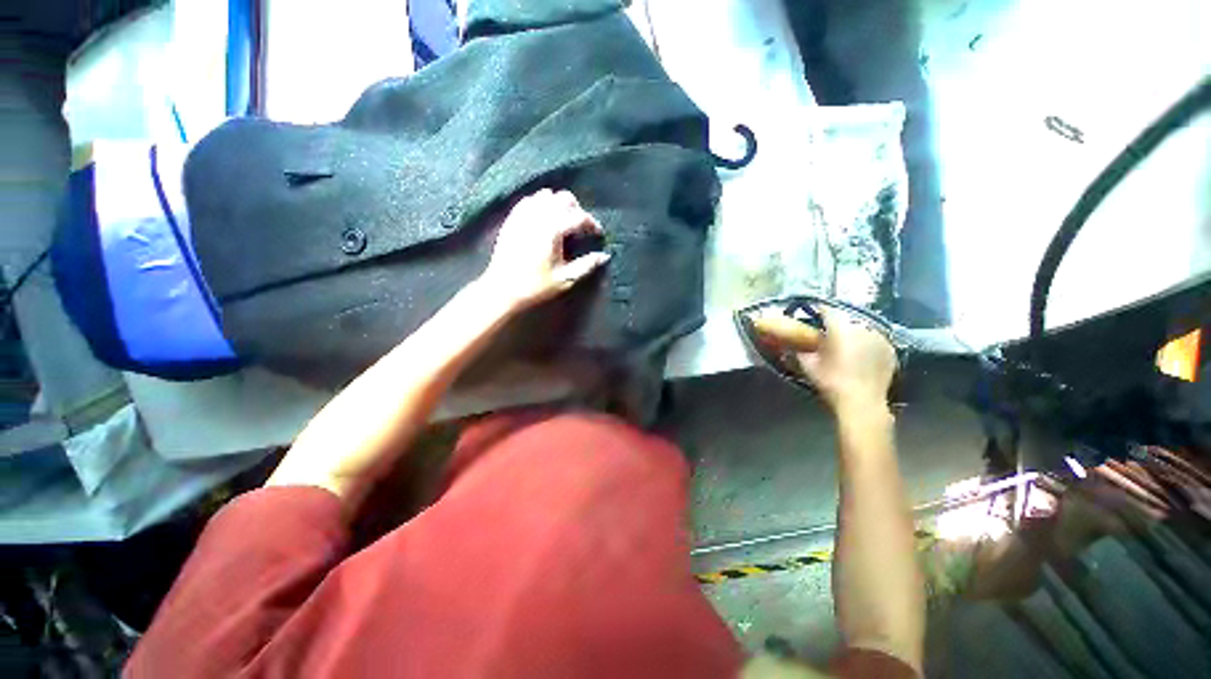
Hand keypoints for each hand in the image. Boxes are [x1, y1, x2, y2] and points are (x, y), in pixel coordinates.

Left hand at [478, 188, 609, 312]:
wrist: (502, 289)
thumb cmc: (536, 287)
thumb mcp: (565, 279)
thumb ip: (587, 265)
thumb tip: (604, 256)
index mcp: (553, 230)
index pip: (579, 216)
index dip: (592, 223)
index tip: (598, 234)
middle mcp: (538, 216)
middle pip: (564, 198)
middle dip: (577, 209)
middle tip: (580, 227)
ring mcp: (522, 215)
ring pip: (545, 195)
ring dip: (558, 204)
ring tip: (563, 221)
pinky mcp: (511, 219)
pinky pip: (528, 201)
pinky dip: (540, 204)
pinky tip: (543, 219)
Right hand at [755, 306, 895, 411]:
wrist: (861, 402)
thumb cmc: (831, 381)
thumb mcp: (808, 364)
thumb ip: (801, 349)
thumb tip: (795, 342)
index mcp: (840, 327)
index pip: (827, 309)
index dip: (817, 310)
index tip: (811, 314)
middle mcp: (862, 326)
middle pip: (846, 317)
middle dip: (836, 323)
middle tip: (826, 332)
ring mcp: (880, 337)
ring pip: (862, 327)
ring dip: (852, 332)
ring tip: (844, 343)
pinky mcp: (890, 349)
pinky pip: (874, 340)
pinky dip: (866, 343)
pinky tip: (859, 354)